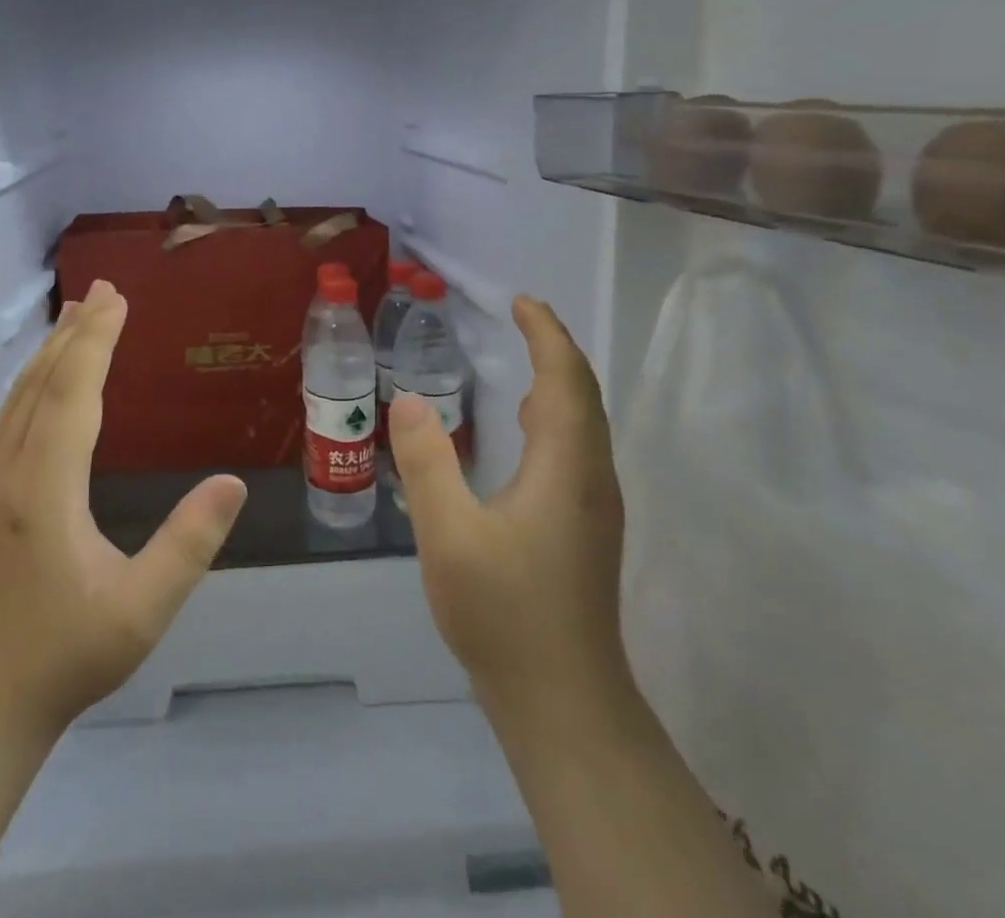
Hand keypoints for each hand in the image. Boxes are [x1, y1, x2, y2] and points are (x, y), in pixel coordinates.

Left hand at [0, 280, 247, 742]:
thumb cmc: (62, 659)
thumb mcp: (139, 611)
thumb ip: (188, 546)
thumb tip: (232, 483)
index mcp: (46, 488)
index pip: (73, 393)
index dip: (96, 341)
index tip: (118, 299)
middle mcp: (13, 472)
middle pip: (43, 383)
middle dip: (75, 331)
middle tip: (104, 289)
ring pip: (19, 398)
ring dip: (50, 352)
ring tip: (74, 316)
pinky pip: (9, 418)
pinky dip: (31, 382)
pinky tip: (43, 383)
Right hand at [390, 296, 631, 722]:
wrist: (565, 702)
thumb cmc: (505, 614)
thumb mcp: (448, 536)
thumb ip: (427, 464)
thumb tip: (409, 400)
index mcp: (565, 467)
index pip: (565, 380)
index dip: (546, 334)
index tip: (520, 301)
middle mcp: (592, 477)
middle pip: (583, 394)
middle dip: (556, 348)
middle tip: (521, 316)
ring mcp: (595, 506)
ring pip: (585, 422)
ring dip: (559, 380)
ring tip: (525, 358)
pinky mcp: (588, 529)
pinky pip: (578, 447)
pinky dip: (557, 414)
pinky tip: (526, 429)